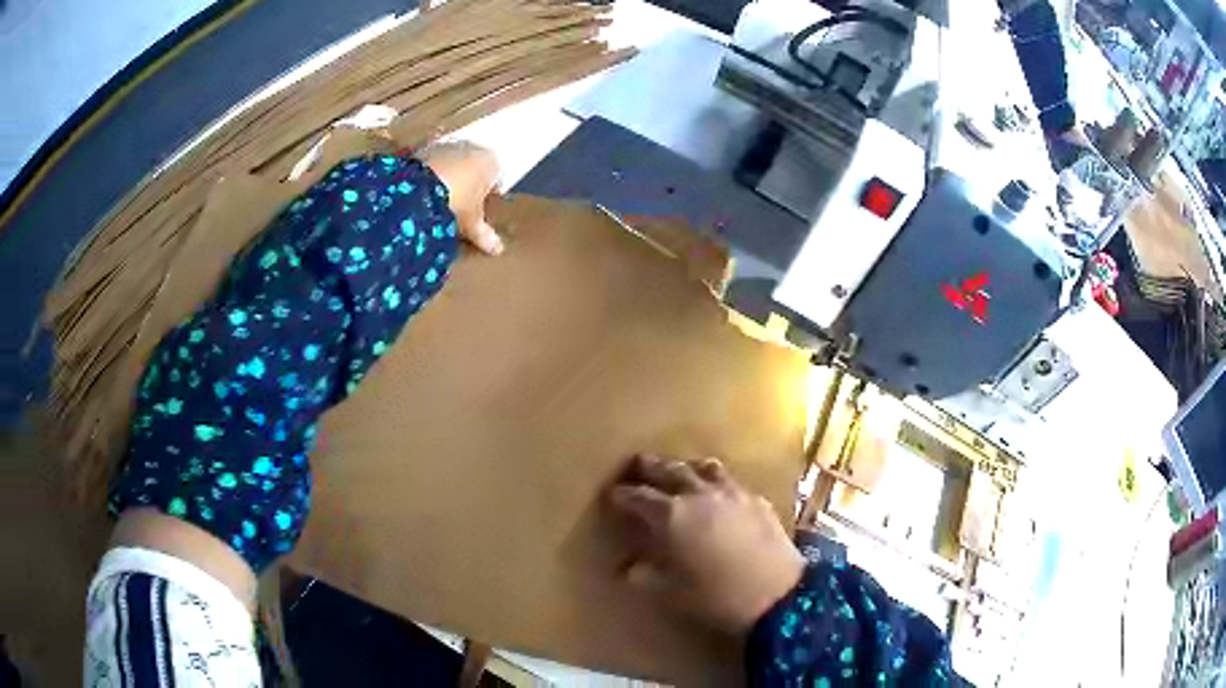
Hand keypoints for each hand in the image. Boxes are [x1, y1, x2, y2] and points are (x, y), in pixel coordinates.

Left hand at [419, 141, 503, 254]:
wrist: (416, 190)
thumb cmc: (455, 204)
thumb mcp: (471, 223)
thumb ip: (484, 234)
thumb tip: (498, 249)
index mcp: (490, 161)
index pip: (495, 178)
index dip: (488, 195)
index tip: (480, 211)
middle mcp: (471, 147)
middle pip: (473, 167)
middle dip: (467, 183)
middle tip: (459, 205)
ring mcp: (445, 145)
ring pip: (451, 162)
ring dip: (447, 176)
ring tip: (438, 199)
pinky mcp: (422, 148)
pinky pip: (430, 163)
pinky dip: (428, 175)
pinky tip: (421, 191)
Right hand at [607, 455, 805, 637]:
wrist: (778, 592)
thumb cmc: (717, 596)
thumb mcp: (672, 592)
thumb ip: (645, 575)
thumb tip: (627, 568)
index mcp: (672, 516)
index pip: (638, 497)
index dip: (621, 495)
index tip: (611, 495)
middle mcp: (699, 495)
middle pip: (669, 470)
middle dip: (650, 468)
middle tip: (637, 465)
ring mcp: (731, 493)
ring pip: (703, 468)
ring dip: (686, 468)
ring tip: (680, 472)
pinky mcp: (756, 500)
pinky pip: (730, 482)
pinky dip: (717, 484)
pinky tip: (720, 496)